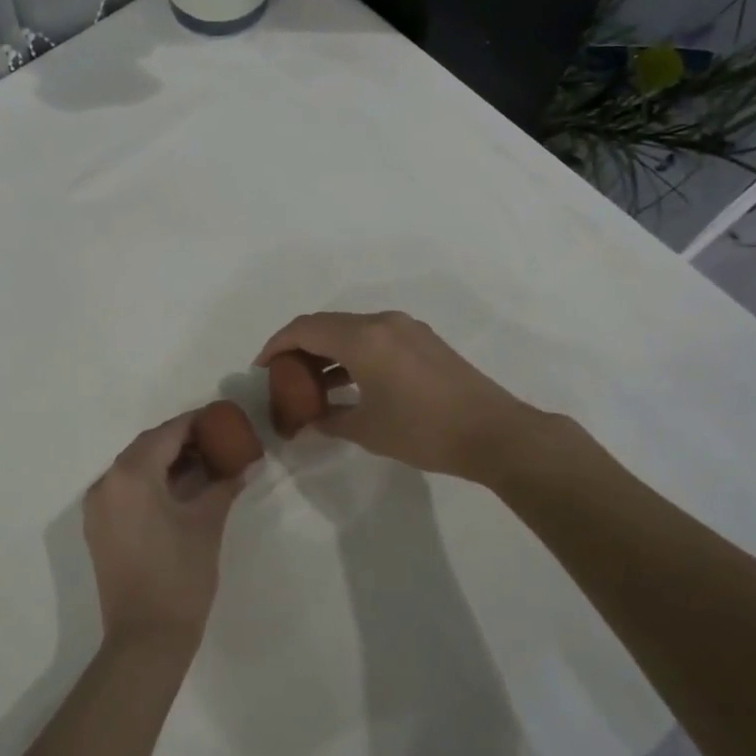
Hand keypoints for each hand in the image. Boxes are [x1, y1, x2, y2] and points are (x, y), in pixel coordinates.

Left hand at [82, 413, 244, 650]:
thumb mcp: (207, 523)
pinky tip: (179, 489)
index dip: (196, 422)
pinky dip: (150, 481)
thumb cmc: (180, 575)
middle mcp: (106, 482)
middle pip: (147, 446)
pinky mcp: (98, 527)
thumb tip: (247, 464)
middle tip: (216, 441)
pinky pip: (124, 488)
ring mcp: (97, 506)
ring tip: (203, 464)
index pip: (167, 433)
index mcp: (131, 475)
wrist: (145, 638)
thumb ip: (224, 485)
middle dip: (181, 440)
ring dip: (165, 460)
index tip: (222, 419)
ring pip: (134, 467)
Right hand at [255, 311, 541, 482]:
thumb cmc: (424, 431)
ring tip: (311, 384)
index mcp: (363, 339)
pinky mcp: (422, 340)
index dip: (276, 345)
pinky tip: (346, 383)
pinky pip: (373, 337)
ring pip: (350, 330)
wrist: (494, 433)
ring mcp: (405, 328)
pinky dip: (351, 354)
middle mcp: (382, 322)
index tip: (261, 367)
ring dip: (326, 351)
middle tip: (282, 376)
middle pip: (325, 325)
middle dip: (298, 347)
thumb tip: (309, 420)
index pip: (304, 329)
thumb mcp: (368, 430)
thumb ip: (330, 419)